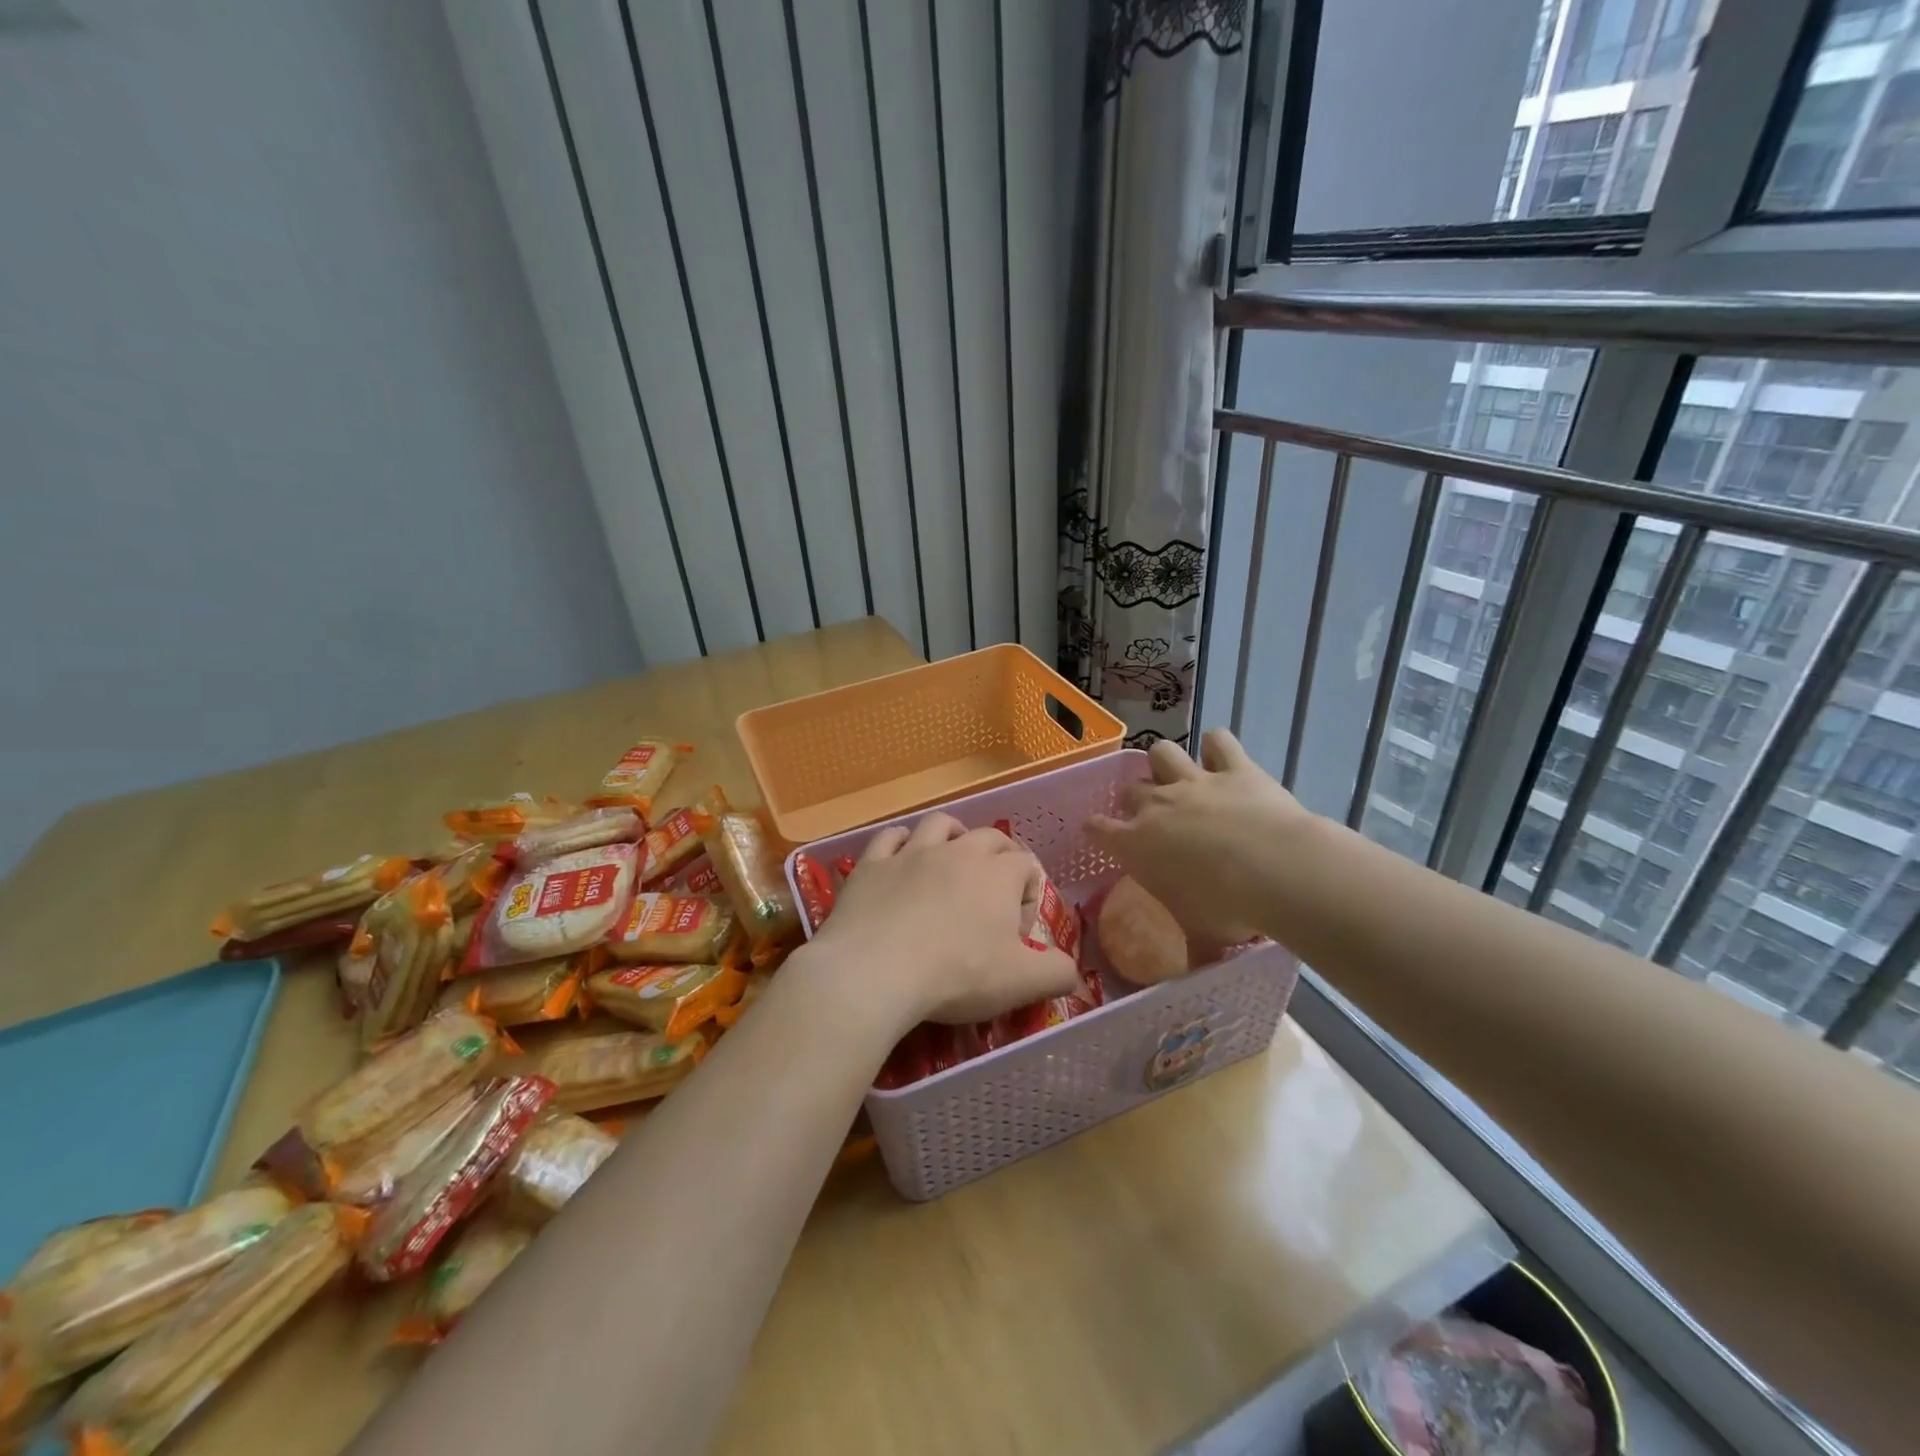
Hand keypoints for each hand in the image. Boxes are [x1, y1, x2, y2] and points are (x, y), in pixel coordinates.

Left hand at [807, 812, 1080, 1030]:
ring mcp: (912, 853)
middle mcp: (958, 852)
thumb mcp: (1021, 983)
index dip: (1030, 892)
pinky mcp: (872, 864)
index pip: (1026, 865)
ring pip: (940, 824)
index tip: (1019, 928)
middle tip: (995, 888)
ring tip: (953, 857)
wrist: (875, 971)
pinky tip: (901, 856)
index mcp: (997, 874)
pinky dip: (900, 841)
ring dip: (953, 835)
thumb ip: (1057, 973)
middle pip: (989, 836)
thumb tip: (1073, 971)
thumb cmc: (956, 975)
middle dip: (1000, 855)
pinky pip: (890, 837)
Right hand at [1086, 730, 1307, 945]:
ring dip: (1166, 763)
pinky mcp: (1234, 767)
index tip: (1101, 833)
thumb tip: (1193, 971)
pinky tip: (1224, 760)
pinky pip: (1218, 741)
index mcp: (1136, 844)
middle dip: (1136, 800)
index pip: (1097, 828)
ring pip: (1161, 752)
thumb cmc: (1227, 907)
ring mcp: (1194, 781)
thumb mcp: (1201, 934)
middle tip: (1154, 817)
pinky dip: (1219, 748)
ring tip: (1180, 777)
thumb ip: (1190, 947)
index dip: (1096, 829)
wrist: (1275, 870)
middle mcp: (1157, 805)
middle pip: (1130, 789)